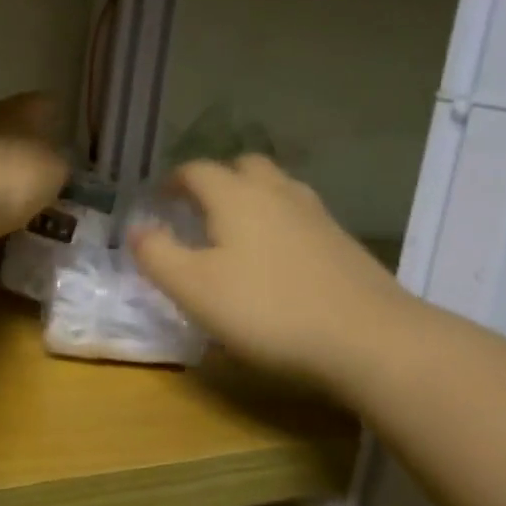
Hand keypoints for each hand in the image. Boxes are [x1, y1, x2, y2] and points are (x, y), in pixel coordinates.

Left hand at [0, 93, 66, 243]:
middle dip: (17, 144)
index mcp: (21, 108)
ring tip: (2, 192)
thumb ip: (57, 163)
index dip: (53, 120)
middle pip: (7, 123)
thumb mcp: (54, 174)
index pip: (44, 103)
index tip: (60, 140)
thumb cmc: (12, 178)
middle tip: (31, 171)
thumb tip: (54, 161)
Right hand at [130, 156, 420, 394]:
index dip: (174, 180)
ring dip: (251, 197)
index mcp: (235, 196)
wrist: (369, 339)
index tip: (160, 198)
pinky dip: (279, 222)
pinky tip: (276, 258)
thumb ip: (157, 255)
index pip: (197, 170)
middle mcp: (276, 193)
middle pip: (243, 167)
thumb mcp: (193, 288)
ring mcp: (316, 215)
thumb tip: (136, 229)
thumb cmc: (267, 309)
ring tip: (235, 230)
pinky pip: (300, 215)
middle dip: (217, 180)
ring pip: (277, 188)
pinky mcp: (342, 243)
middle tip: (199, 208)